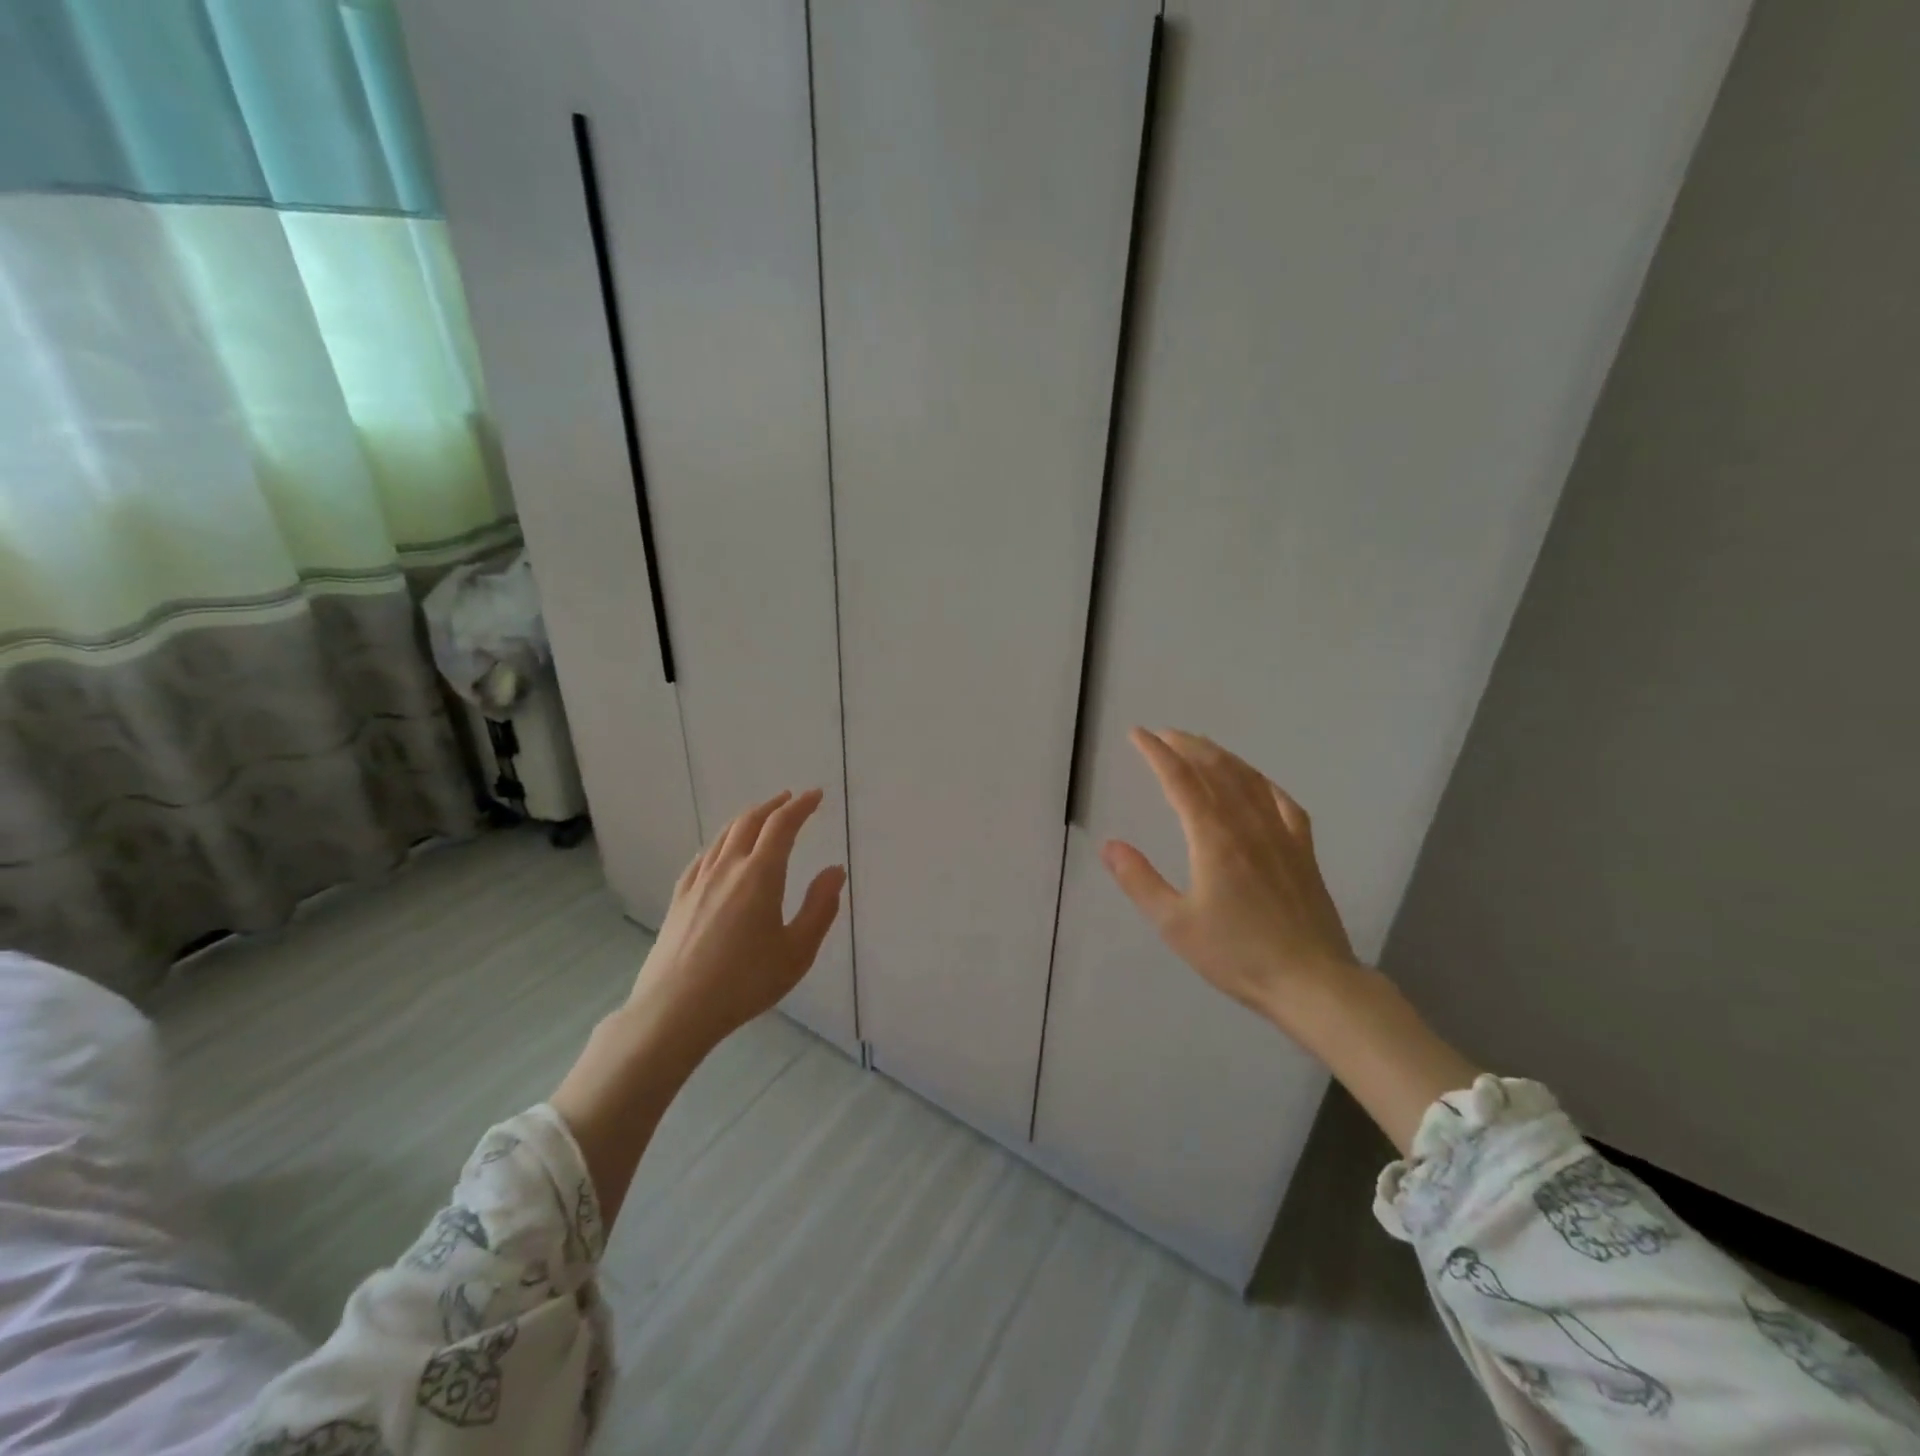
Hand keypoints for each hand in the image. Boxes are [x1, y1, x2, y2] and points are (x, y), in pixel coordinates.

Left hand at [629, 788, 845, 1049]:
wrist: (674, 1010)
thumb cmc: (744, 982)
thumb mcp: (797, 951)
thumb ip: (820, 908)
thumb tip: (835, 871)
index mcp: (760, 875)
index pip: (782, 825)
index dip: (800, 806)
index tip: (816, 795)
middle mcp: (728, 868)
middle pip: (750, 822)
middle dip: (773, 806)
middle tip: (790, 799)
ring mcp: (698, 881)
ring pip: (724, 835)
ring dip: (747, 819)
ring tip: (761, 818)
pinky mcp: (679, 899)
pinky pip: (704, 856)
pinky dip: (722, 842)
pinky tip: (721, 852)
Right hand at [1101, 729, 1361, 1031]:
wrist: (1311, 982)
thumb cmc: (1237, 955)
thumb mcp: (1175, 925)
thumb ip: (1140, 881)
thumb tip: (1109, 844)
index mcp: (1213, 838)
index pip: (1179, 780)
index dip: (1156, 753)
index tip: (1138, 734)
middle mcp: (1247, 825)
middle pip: (1215, 770)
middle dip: (1187, 746)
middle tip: (1164, 734)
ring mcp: (1281, 834)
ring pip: (1248, 779)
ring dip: (1221, 756)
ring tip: (1201, 745)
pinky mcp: (1303, 850)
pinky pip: (1282, 802)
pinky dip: (1263, 783)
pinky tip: (1257, 782)